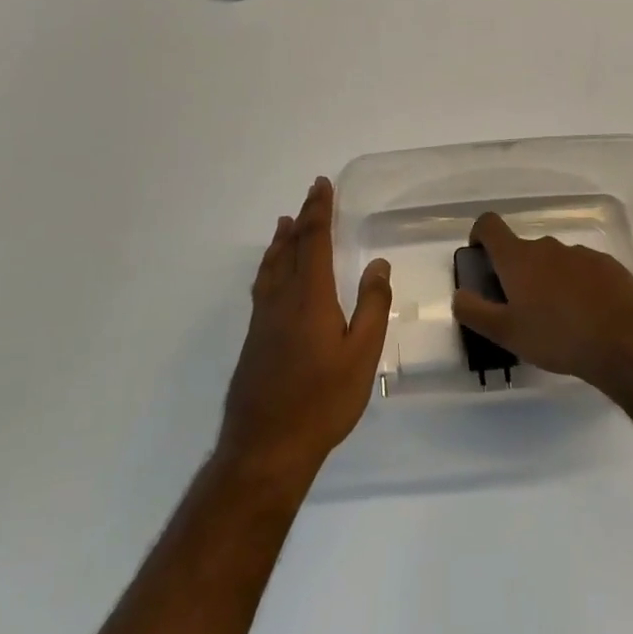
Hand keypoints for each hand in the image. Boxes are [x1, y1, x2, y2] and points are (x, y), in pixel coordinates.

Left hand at [219, 177, 390, 482]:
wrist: (265, 448)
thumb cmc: (322, 401)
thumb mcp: (362, 354)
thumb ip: (372, 306)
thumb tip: (378, 263)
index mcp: (310, 297)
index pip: (314, 241)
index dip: (319, 211)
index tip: (321, 185)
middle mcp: (281, 300)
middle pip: (290, 248)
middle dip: (302, 219)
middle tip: (310, 196)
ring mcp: (263, 320)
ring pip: (271, 267)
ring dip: (281, 242)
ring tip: (285, 224)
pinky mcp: (254, 340)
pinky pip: (264, 286)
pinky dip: (271, 266)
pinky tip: (273, 277)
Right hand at [449, 212, 632, 394]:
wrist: (625, 341)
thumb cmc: (557, 336)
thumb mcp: (506, 333)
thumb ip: (474, 311)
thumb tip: (459, 294)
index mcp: (518, 258)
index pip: (489, 225)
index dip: (480, 235)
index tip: (481, 257)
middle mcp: (548, 247)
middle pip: (523, 250)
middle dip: (518, 272)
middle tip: (521, 308)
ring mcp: (580, 254)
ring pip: (554, 261)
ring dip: (549, 280)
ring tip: (558, 318)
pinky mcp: (608, 266)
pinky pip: (583, 270)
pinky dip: (578, 286)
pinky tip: (587, 316)